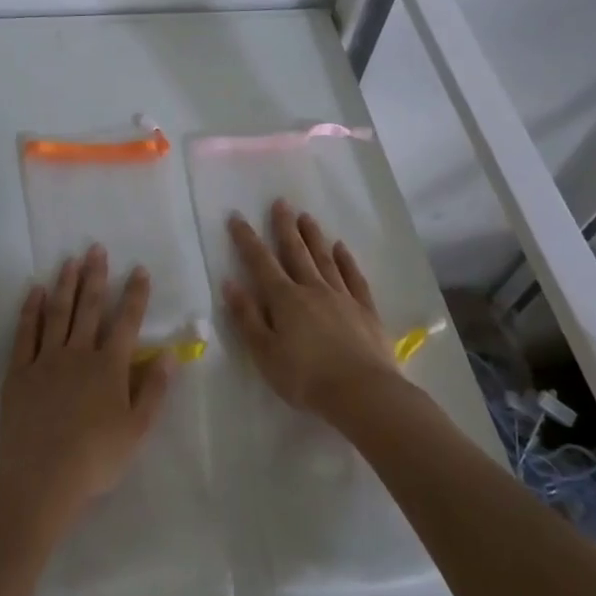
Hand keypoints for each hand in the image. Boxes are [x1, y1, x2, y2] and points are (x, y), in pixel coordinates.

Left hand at [0, 244, 173, 521]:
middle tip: (96, 249)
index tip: (139, 270)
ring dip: (64, 284)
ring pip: (57, 313)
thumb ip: (155, 389)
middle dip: (95, 277)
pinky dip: (30, 310)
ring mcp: (45, 359)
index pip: (126, 322)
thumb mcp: (137, 429)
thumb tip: (171, 353)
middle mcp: (78, 354)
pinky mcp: (19, 371)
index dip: (135, 295)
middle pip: (88, 308)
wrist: (41, 474)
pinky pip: (25, 333)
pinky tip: (34, 292)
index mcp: (110, 367)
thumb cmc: (95, 457)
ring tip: (69, 260)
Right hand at [223, 201, 400, 420]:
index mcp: (285, 300)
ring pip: (325, 259)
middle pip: (296, 252)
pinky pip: (354, 278)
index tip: (237, 217)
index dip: (247, 240)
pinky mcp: (365, 310)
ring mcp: (342, 297)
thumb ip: (248, 317)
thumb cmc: (305, 378)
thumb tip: (230, 283)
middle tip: (280, 202)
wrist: (362, 392)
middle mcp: (313, 290)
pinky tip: (341, 248)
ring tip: (306, 217)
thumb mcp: (265, 353)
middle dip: (285, 227)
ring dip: (314, 237)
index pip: (261, 263)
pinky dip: (346, 261)